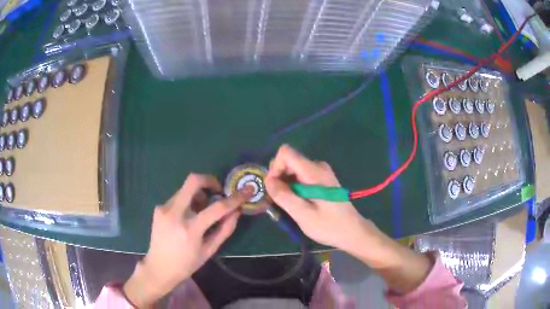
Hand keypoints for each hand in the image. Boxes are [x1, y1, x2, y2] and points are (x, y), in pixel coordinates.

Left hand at [123, 174, 252, 307]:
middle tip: (218, 191)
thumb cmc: (187, 264)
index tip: (246, 191)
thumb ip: (224, 229)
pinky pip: (178, 197)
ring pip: (186, 189)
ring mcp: (164, 208)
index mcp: (190, 229)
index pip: (216, 208)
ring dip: (199, 195)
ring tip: (201, 211)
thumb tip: (236, 211)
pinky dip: (188, 202)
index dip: (234, 198)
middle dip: (210, 180)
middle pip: (193, 181)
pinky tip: (188, 217)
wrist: (159, 267)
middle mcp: (174, 213)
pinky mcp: (159, 208)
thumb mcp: (209, 250)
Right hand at [265, 145, 374, 254]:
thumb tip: (268, 180)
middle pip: (289, 161)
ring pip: (294, 170)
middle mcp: (318, 167)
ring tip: (289, 206)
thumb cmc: (329, 226)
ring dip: (286, 185)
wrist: (352, 231)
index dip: (275, 167)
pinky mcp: (322, 180)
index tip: (274, 188)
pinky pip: (301, 176)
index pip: (286, 153)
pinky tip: (298, 204)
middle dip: (279, 178)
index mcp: (314, 172)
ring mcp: (321, 172)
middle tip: (279, 201)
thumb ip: (284, 196)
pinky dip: (294, 187)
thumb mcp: (303, 215)